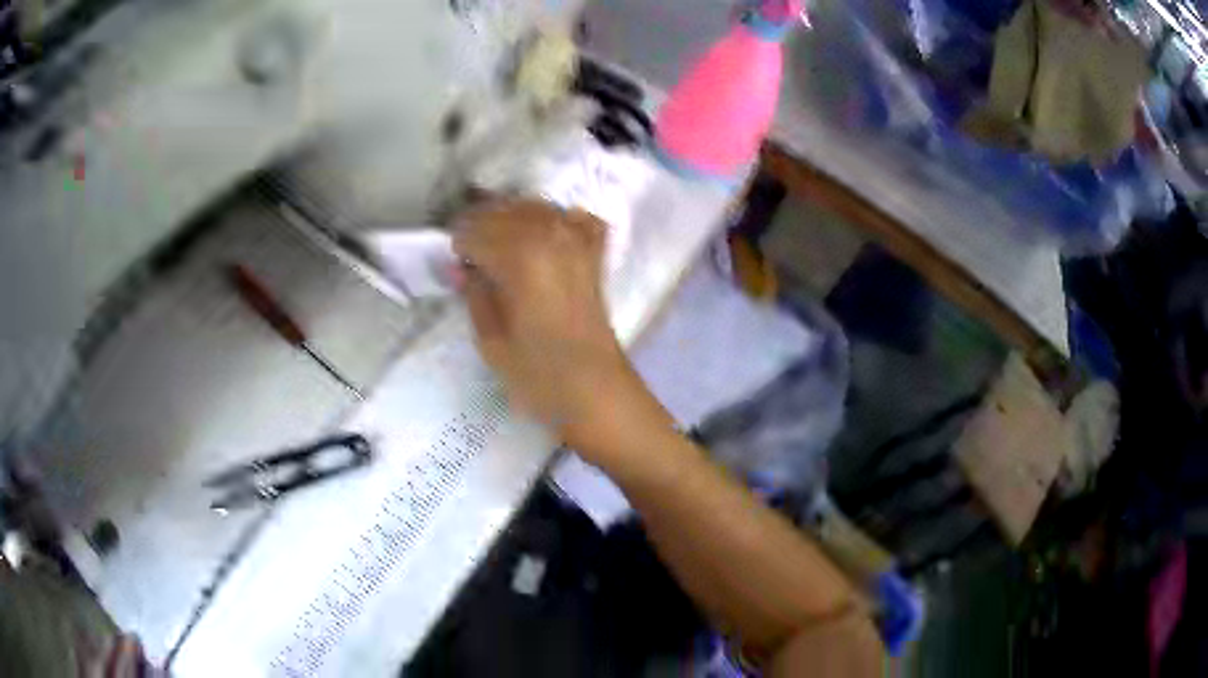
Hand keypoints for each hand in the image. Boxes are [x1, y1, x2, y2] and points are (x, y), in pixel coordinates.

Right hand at [453, 199, 662, 455]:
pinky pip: (574, 218)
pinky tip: (544, 235)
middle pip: (504, 211)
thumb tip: (463, 267)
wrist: (597, 392)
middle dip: (480, 225)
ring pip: (536, 208)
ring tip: (498, 242)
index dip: (458, 244)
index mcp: (520, 255)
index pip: (475, 230)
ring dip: (512, 217)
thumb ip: (474, 293)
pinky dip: (557, 219)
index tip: (453, 262)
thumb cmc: (539, 375)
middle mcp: (551, 235)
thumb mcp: (490, 340)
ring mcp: (579, 241)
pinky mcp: (595, 254)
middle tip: (469, 252)